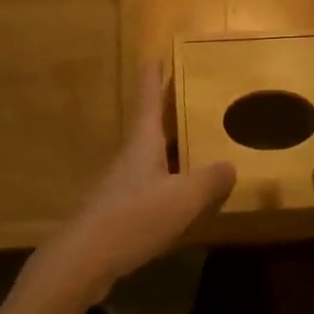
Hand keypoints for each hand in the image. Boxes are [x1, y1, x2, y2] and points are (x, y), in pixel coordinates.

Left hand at [34, 62, 236, 304]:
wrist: (84, 260)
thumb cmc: (133, 217)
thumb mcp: (182, 198)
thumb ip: (209, 181)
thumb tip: (229, 166)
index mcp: (143, 142)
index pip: (148, 98)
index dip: (153, 76)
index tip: (155, 54)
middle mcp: (131, 156)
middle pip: (152, 126)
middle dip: (171, 112)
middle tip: (196, 99)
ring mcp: (123, 184)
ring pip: (154, 158)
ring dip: (174, 150)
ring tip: (201, 147)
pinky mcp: (120, 210)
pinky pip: (152, 186)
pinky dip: (171, 183)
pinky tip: (187, 199)